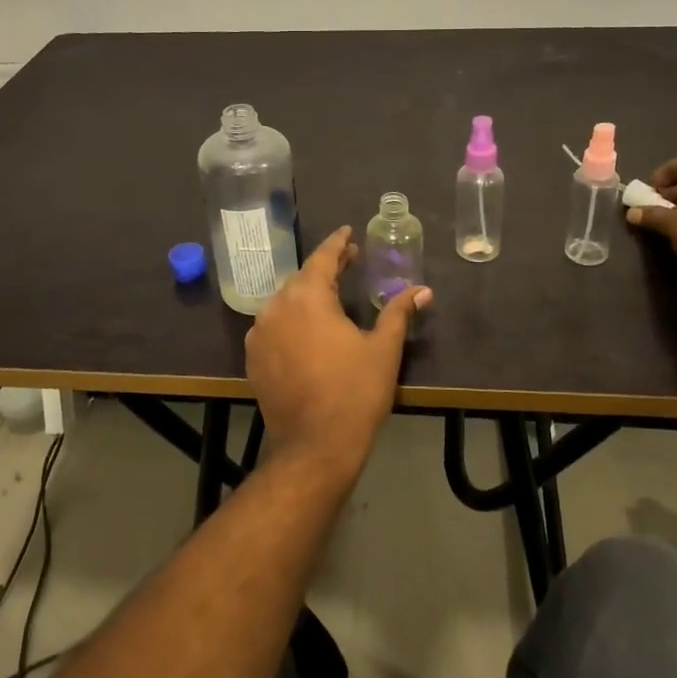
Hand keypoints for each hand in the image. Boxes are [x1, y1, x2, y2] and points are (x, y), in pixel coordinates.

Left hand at [244, 227, 431, 482]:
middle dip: (325, 268)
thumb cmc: (355, 392)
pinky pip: (273, 326)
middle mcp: (276, 307)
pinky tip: (307, 330)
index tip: (348, 232)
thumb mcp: (384, 349)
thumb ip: (398, 312)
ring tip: (330, 296)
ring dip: (306, 294)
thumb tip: (423, 290)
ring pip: (285, 302)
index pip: (323, 257)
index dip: (338, 243)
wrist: (314, 446)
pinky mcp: (253, 358)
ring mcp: (260, 333)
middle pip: (302, 278)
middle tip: (349, 262)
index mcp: (308, 297)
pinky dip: (291, 319)